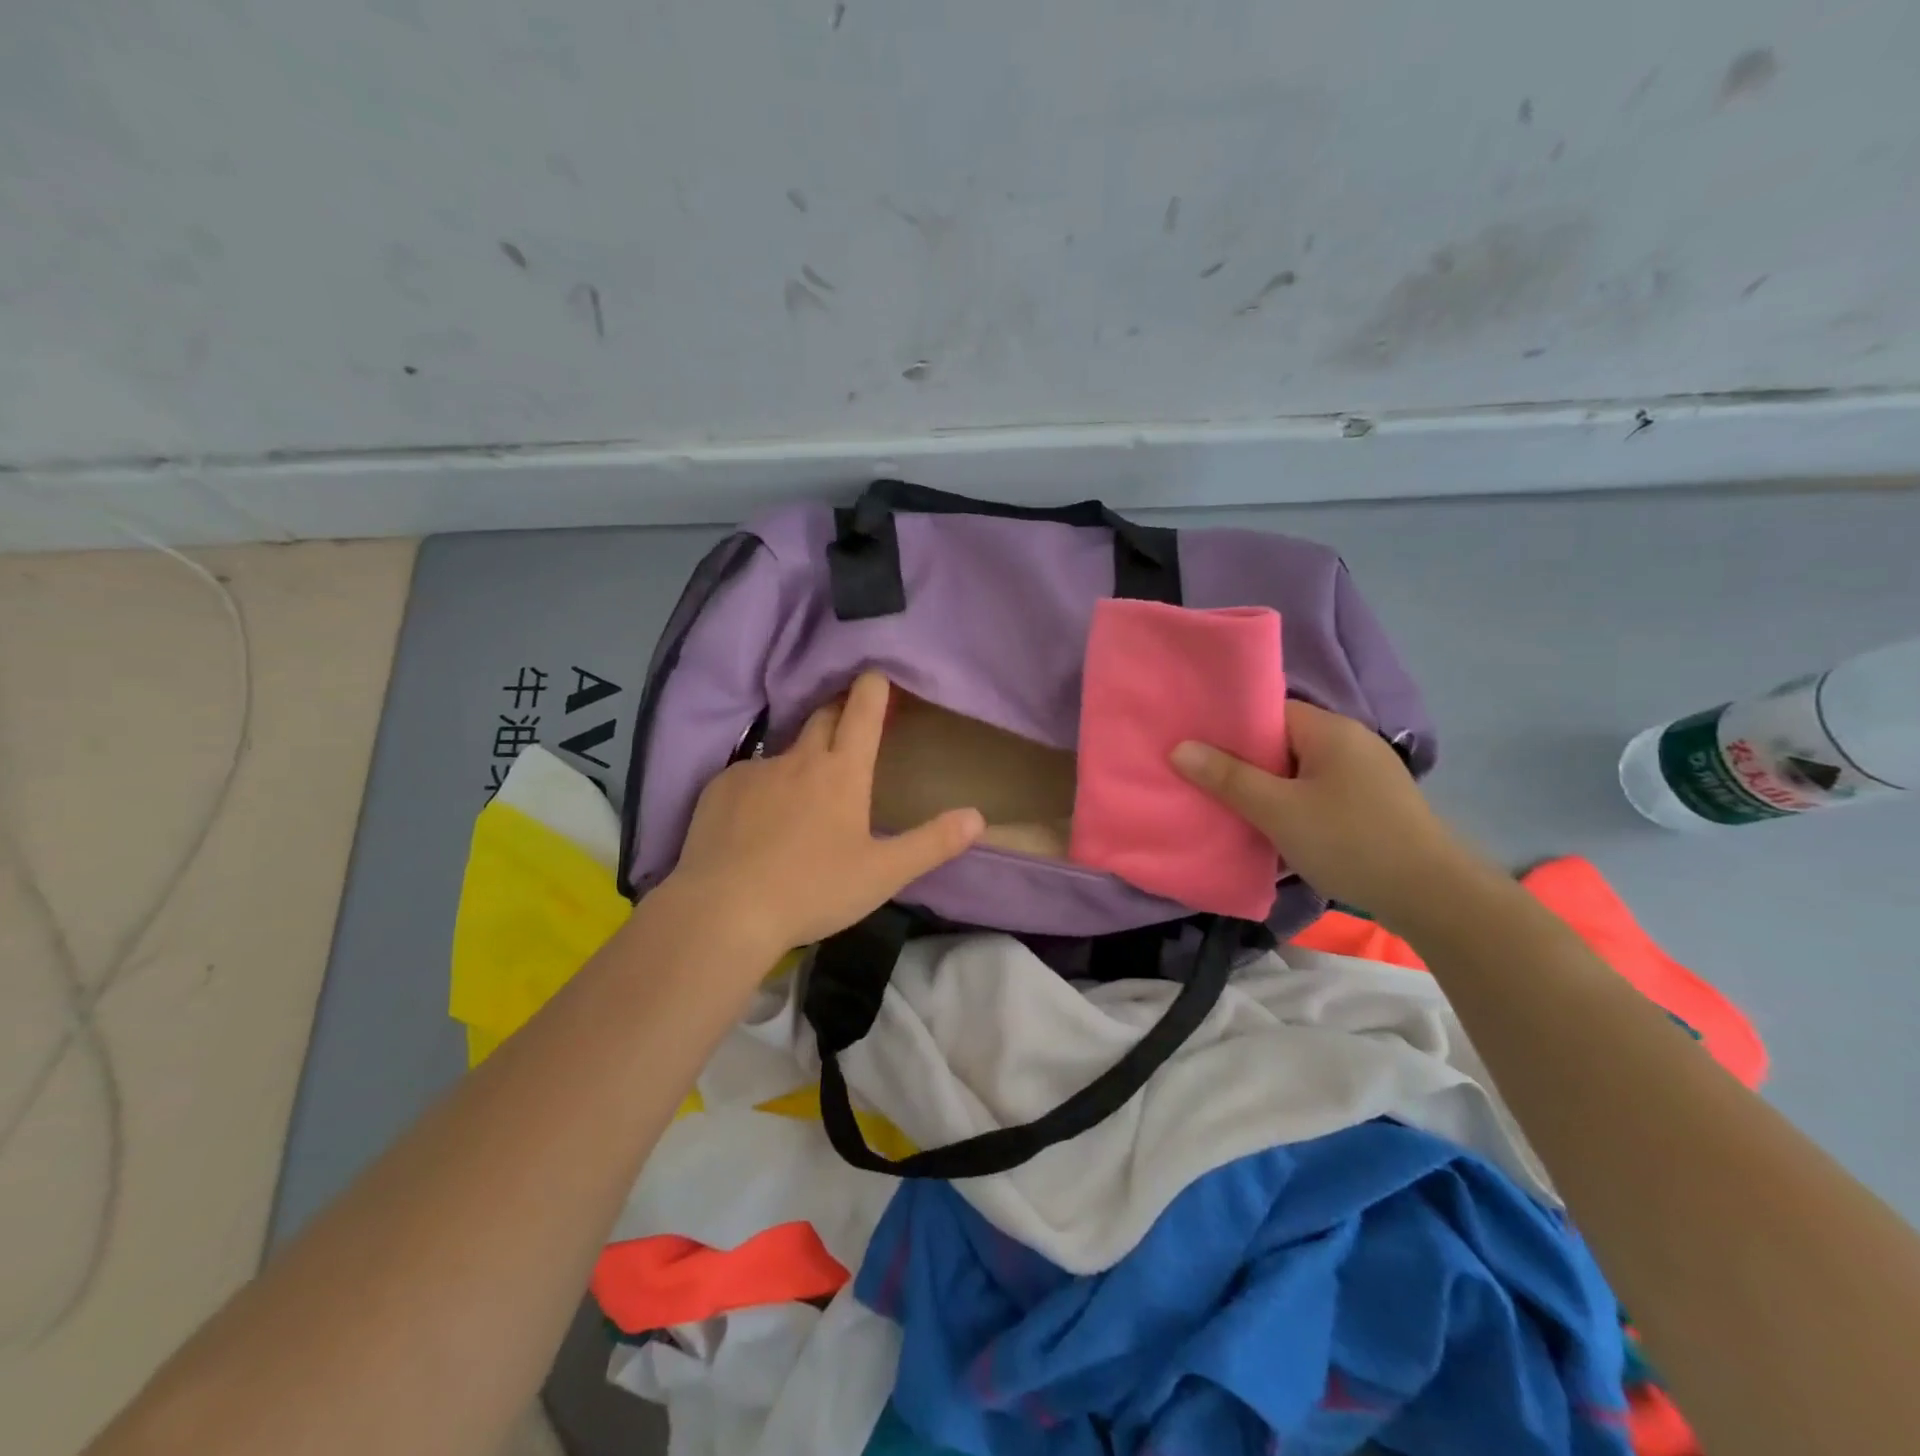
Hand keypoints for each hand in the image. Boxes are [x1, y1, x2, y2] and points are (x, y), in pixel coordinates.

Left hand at [662, 672, 985, 955]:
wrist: (723, 911)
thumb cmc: (813, 890)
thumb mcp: (883, 874)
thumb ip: (932, 844)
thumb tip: (978, 817)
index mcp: (842, 773)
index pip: (863, 711)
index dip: (873, 687)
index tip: (877, 674)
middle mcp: (799, 759)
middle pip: (823, 716)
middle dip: (840, 711)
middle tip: (850, 723)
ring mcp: (755, 770)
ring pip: (785, 752)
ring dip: (801, 760)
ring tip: (800, 796)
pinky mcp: (719, 788)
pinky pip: (748, 777)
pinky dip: (761, 789)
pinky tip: (756, 823)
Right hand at [1171, 700, 1481, 923]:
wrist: (1431, 896)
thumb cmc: (1349, 841)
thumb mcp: (1278, 810)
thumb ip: (1227, 777)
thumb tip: (1179, 748)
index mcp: (1329, 729)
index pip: (1268, 711)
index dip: (1230, 728)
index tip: (1196, 747)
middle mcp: (1350, 741)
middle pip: (1281, 741)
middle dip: (1244, 762)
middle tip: (1203, 781)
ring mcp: (1365, 773)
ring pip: (1298, 771)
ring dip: (1267, 788)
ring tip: (1230, 806)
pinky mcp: (1372, 804)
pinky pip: (1317, 792)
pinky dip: (1292, 804)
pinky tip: (1273, 827)